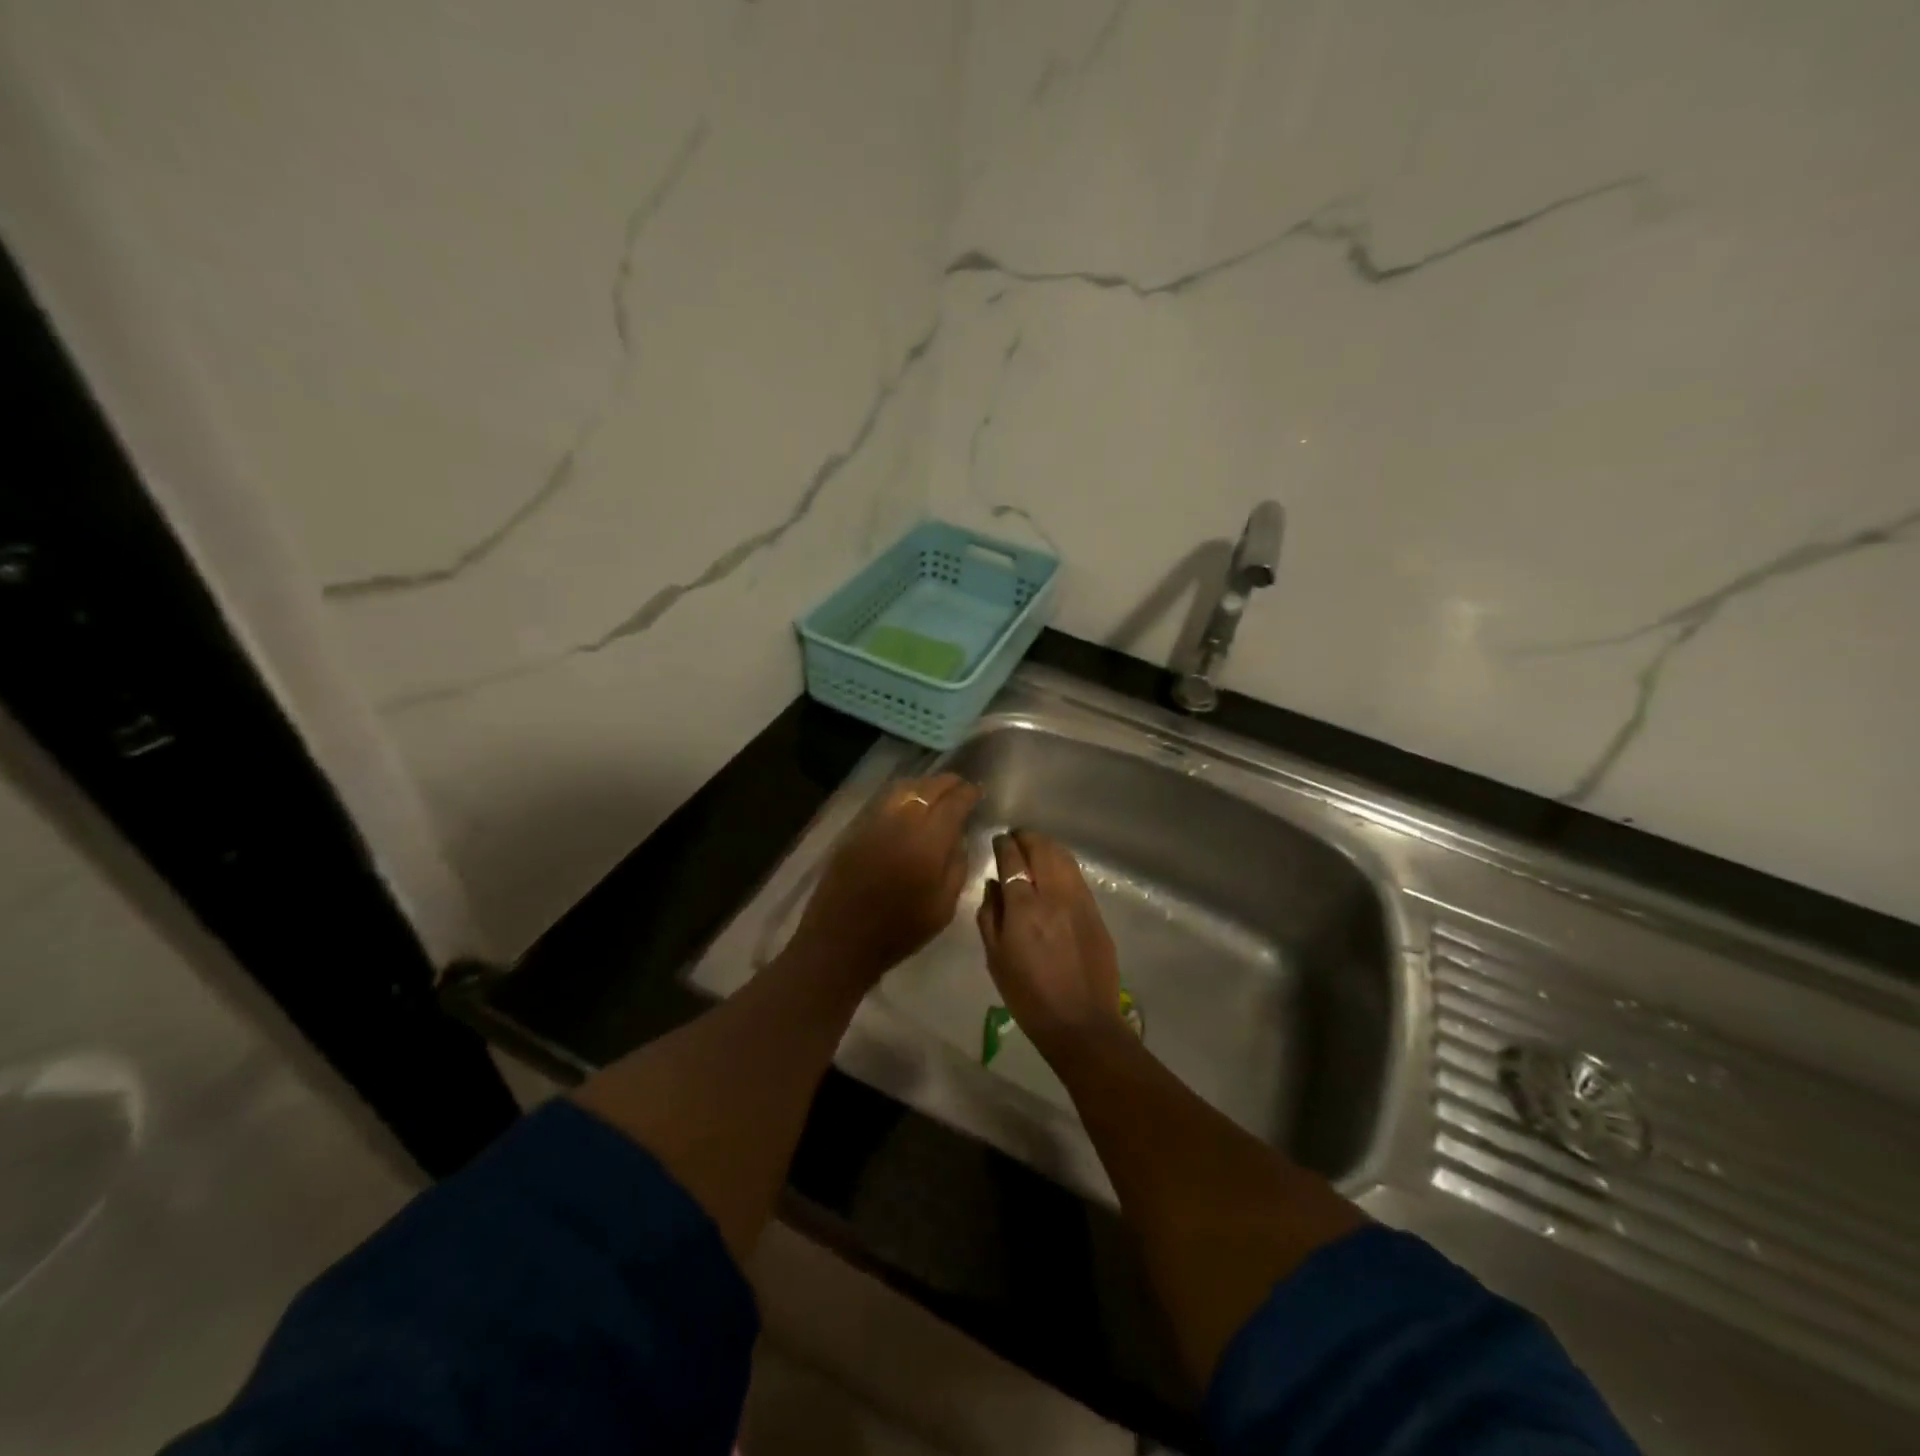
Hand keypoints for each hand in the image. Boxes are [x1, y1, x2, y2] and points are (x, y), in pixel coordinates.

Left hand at [788, 773, 980, 992]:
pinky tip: (909, 806)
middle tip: (961, 787)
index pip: (953, 802)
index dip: (968, 793)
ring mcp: (875, 822)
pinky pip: (885, 802)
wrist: (842, 940)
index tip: (978, 792)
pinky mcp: (856, 829)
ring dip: (924, 786)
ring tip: (936, 792)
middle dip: (948, 783)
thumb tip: (959, 837)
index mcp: (928, 841)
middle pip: (928, 788)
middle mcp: (901, 822)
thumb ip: (957, 865)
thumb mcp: (944, 906)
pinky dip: (903, 796)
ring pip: (904, 788)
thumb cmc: (901, 930)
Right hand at [975, 830, 1123, 1057]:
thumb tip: (994, 885)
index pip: (1013, 859)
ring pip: (1064, 858)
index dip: (1005, 845)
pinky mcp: (1097, 912)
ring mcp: (1080, 902)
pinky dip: (1063, 865)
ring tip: (1035, 849)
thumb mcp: (996, 958)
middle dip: (1027, 838)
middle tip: (1016, 839)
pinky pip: (1077, 877)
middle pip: (1042, 849)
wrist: (1080, 1023)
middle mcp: (1054, 896)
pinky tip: (1055, 872)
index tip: (999, 840)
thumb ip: (990, 915)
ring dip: (1047, 847)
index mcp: (1025, 908)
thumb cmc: (1028, 996)